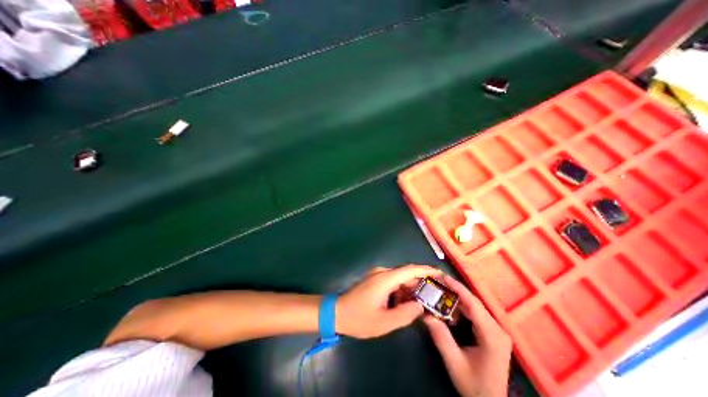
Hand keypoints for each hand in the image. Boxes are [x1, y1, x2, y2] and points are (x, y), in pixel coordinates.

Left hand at [335, 266, 439, 338]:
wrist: (337, 313)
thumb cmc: (359, 318)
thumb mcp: (384, 322)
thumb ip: (405, 314)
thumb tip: (420, 306)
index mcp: (385, 279)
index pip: (410, 270)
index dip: (426, 270)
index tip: (440, 273)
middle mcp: (382, 273)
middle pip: (406, 274)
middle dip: (420, 284)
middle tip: (434, 296)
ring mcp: (377, 275)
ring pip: (400, 279)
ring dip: (410, 289)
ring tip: (420, 304)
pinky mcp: (374, 279)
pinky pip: (392, 282)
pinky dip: (401, 291)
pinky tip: (403, 303)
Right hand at [423, 274, 512, 396]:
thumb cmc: (474, 386)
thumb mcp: (454, 363)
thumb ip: (441, 338)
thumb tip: (426, 315)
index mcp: (492, 336)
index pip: (473, 305)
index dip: (458, 288)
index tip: (443, 277)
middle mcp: (497, 329)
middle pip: (474, 303)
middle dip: (455, 290)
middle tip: (437, 282)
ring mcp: (496, 330)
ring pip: (474, 306)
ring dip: (457, 298)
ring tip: (440, 291)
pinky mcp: (491, 332)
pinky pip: (474, 313)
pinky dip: (460, 308)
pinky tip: (449, 308)